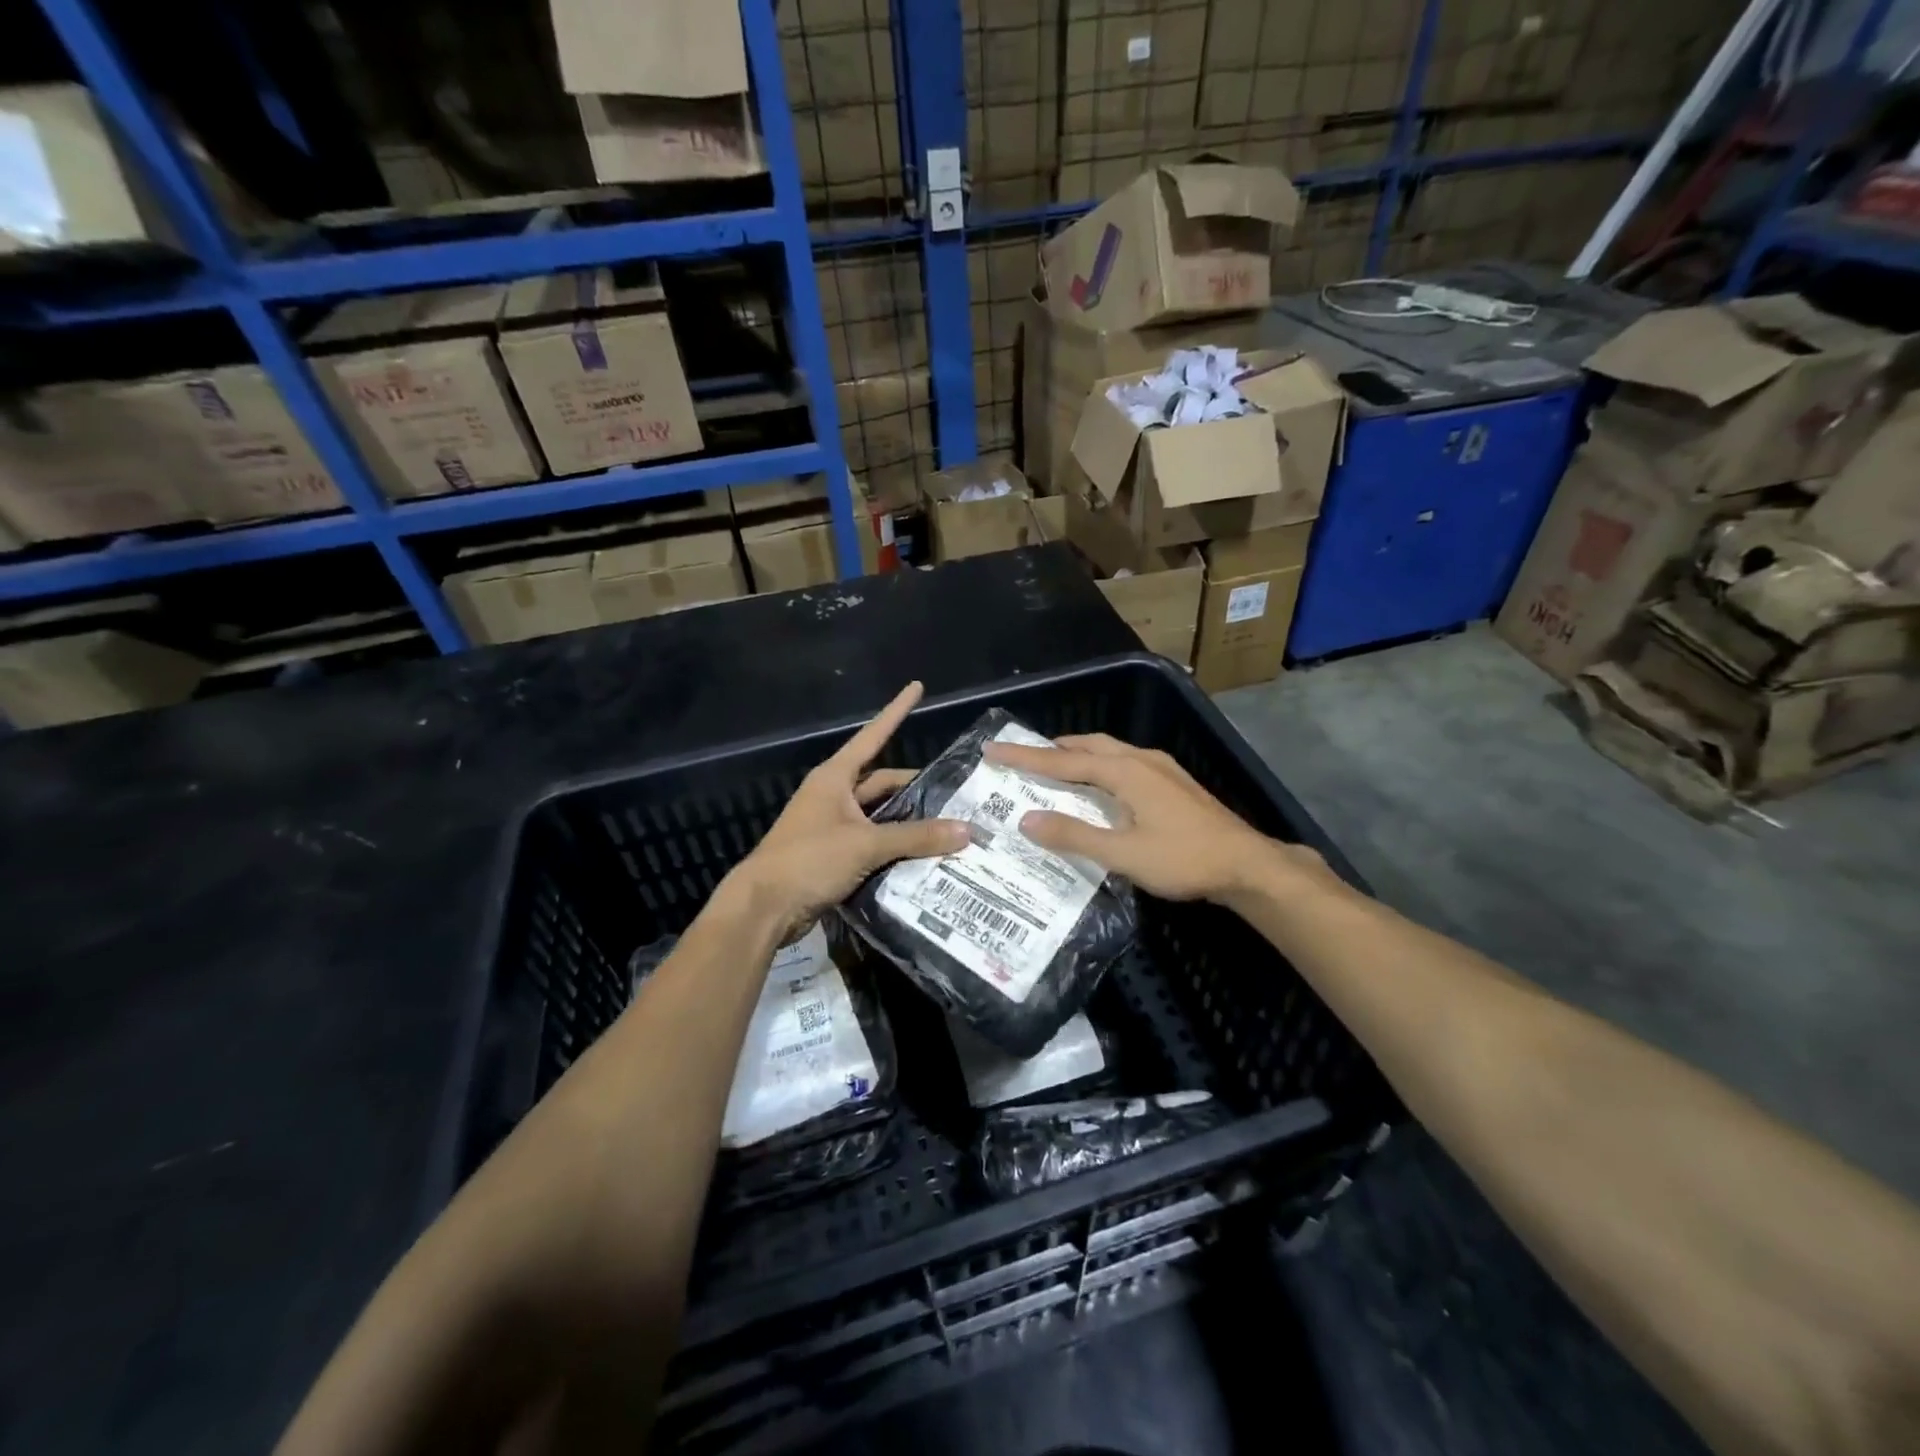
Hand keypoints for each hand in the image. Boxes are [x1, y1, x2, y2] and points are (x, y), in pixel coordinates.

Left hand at [726, 682, 968, 931]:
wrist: (765, 907)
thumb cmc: (809, 860)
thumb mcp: (866, 844)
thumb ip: (916, 837)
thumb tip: (966, 830)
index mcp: (835, 777)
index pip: (873, 735)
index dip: (897, 711)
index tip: (916, 686)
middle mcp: (833, 795)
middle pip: (882, 782)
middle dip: (914, 785)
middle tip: (955, 793)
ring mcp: (832, 825)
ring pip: (879, 815)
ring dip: (907, 820)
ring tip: (948, 824)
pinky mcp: (833, 854)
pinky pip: (872, 842)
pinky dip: (895, 846)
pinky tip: (923, 854)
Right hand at [983, 732, 1321, 902]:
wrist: (1247, 865)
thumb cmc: (1184, 859)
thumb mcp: (1123, 854)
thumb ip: (1074, 836)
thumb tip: (1026, 819)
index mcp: (1126, 772)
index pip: (1064, 761)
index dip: (1026, 757)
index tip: (993, 749)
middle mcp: (1142, 760)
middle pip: (1088, 746)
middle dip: (1053, 749)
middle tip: (1023, 757)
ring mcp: (1162, 769)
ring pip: (1110, 751)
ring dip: (1079, 755)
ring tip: (1056, 767)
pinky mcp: (1175, 783)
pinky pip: (1125, 762)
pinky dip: (1100, 766)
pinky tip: (1102, 787)